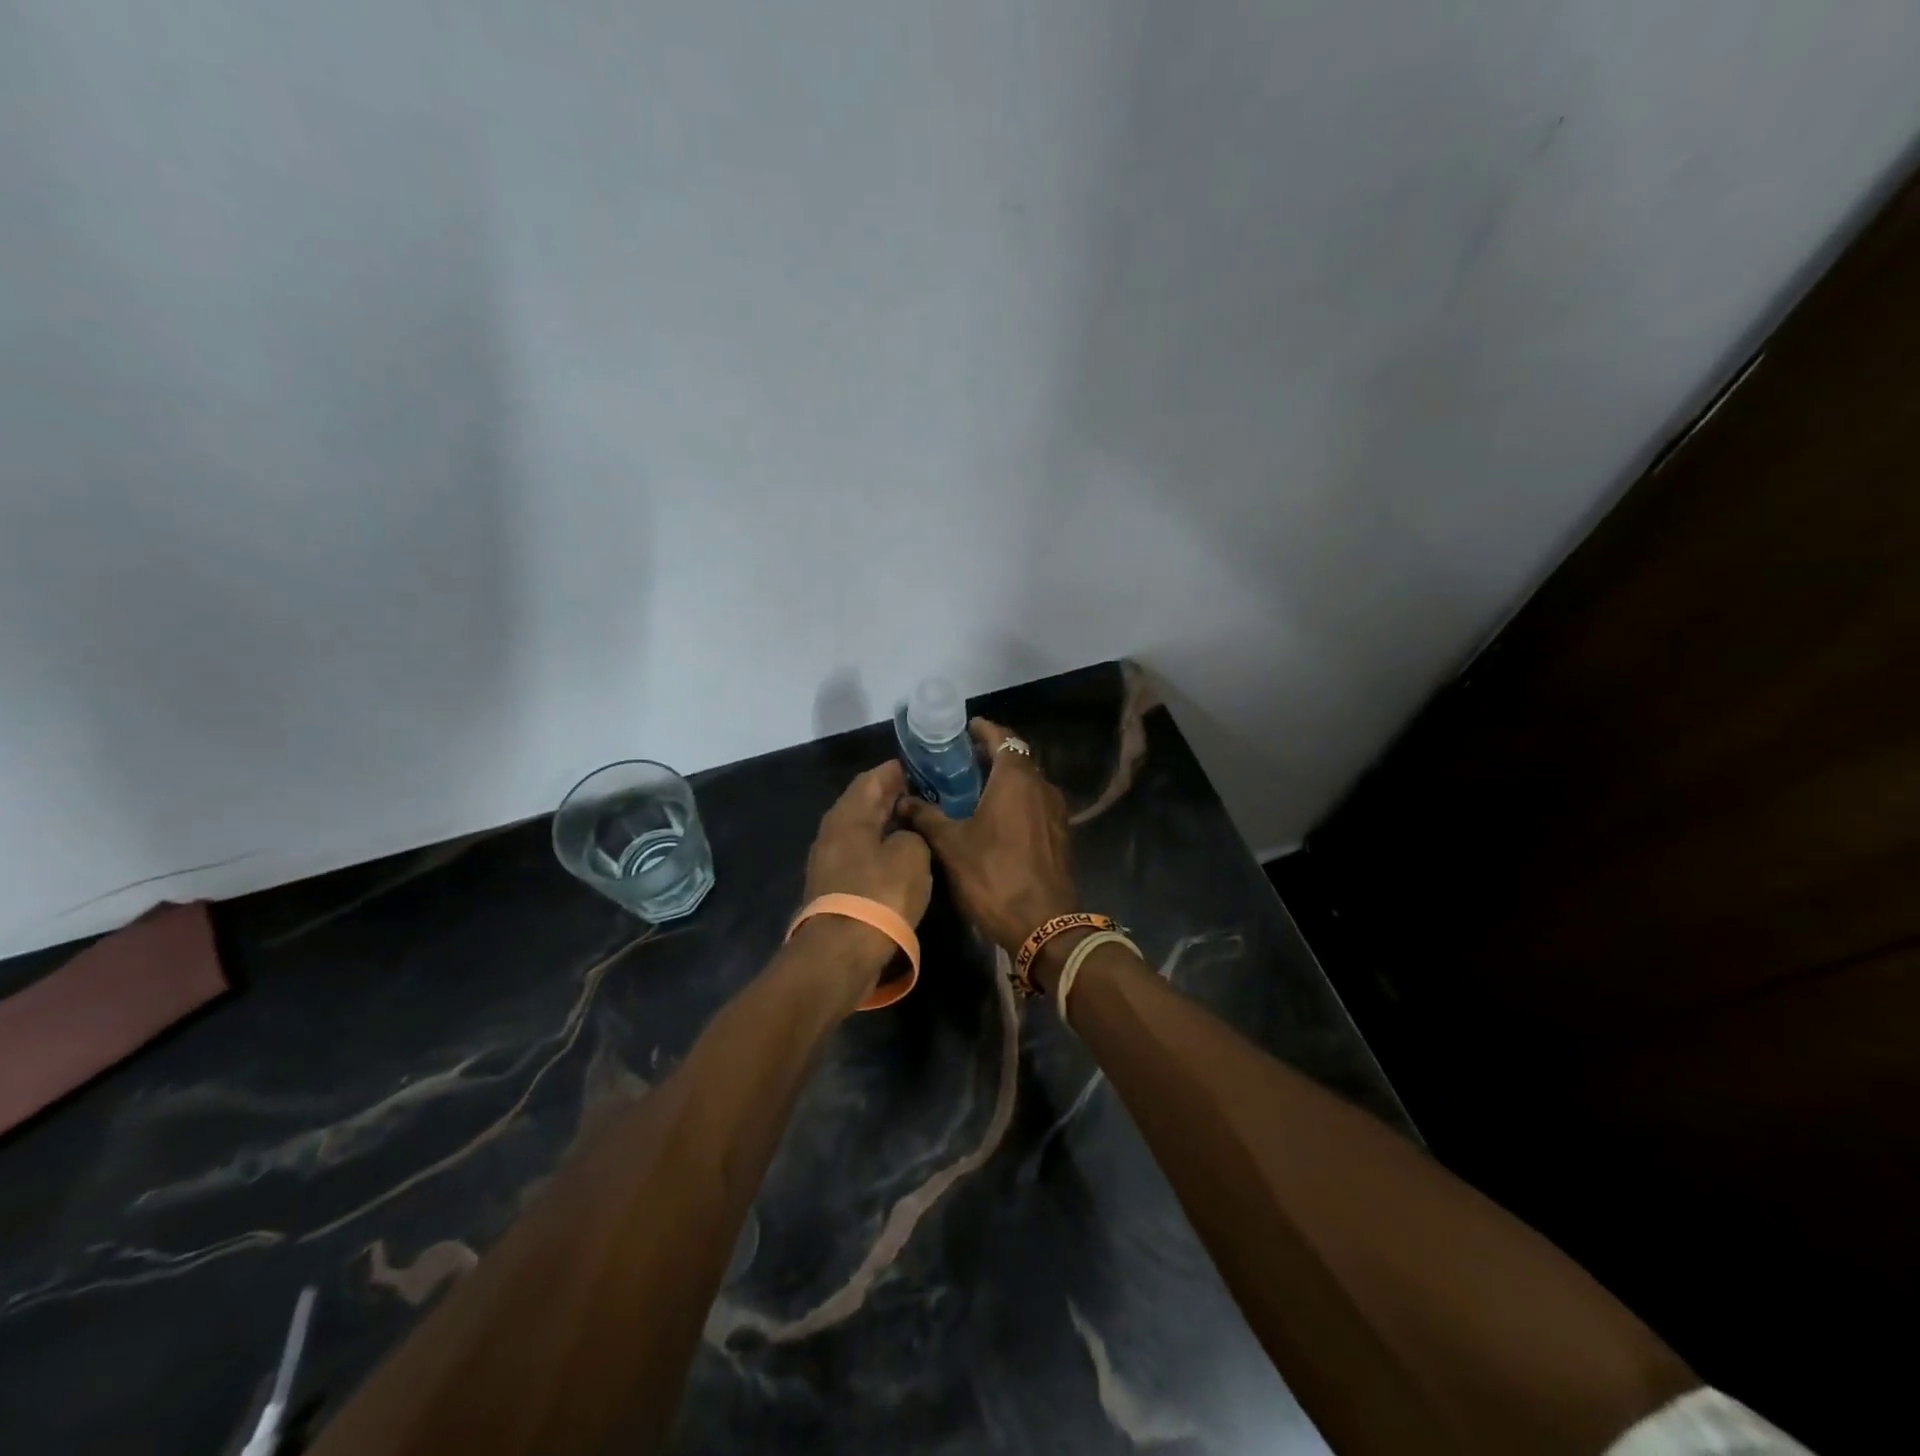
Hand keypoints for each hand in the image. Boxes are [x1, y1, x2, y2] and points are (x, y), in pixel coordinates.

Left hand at [800, 761, 933, 981]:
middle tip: (921, 792)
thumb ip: (913, 834)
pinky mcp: (833, 888)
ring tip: (915, 822)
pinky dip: (879, 848)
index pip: (871, 779)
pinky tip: (899, 856)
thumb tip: (905, 837)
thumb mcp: (911, 855)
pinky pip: (860, 855)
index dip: (894, 771)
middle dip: (890, 796)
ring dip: (884, 824)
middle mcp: (832, 832)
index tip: (917, 767)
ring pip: (861, 831)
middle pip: (863, 804)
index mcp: (848, 815)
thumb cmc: (879, 894)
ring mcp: (829, 862)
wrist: (840, 953)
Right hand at [897, 719, 1077, 955]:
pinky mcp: (1060, 834)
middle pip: (1017, 758)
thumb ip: (926, 816)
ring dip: (1004, 779)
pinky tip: (994, 818)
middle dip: (991, 754)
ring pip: (1028, 782)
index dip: (983, 729)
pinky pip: (1035, 804)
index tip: (964, 728)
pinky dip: (1016, 801)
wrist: (1045, 925)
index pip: (1002, 738)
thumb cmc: (994, 876)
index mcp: (1016, 778)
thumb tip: (901, 800)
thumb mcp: (951, 846)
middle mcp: (1041, 786)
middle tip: (960, 760)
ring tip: (973, 788)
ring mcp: (1055, 811)